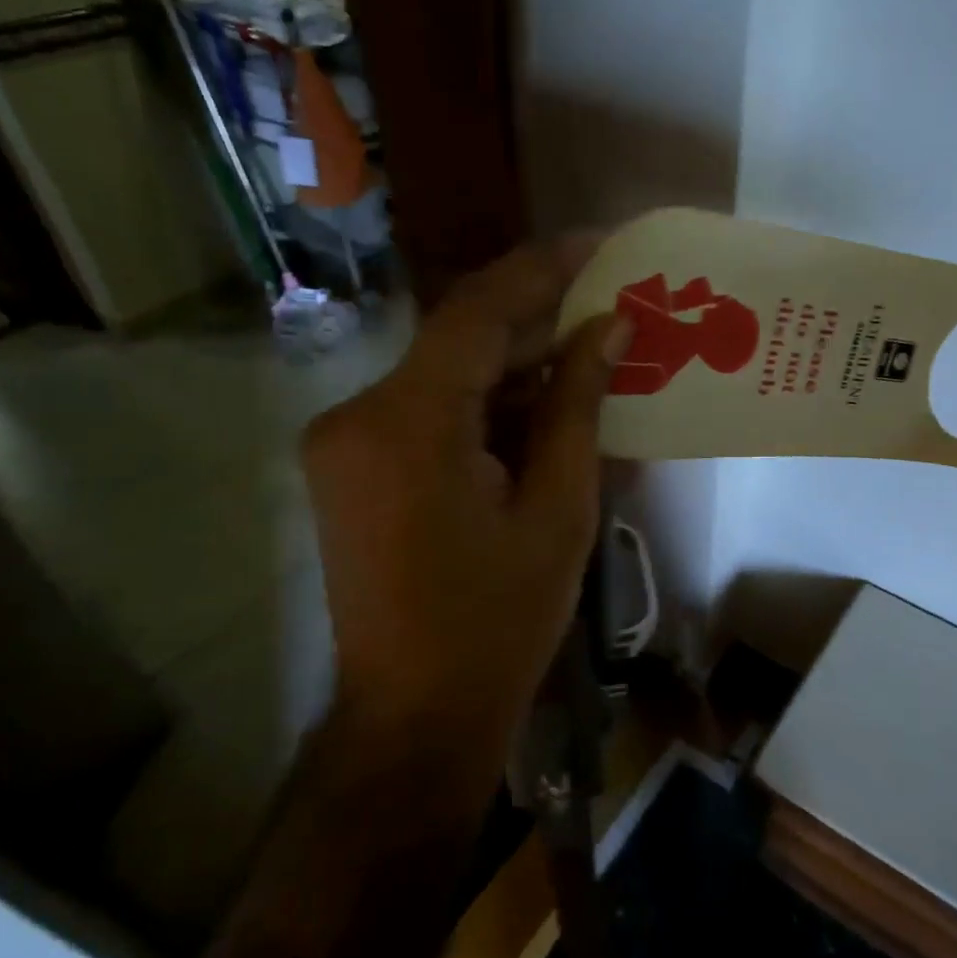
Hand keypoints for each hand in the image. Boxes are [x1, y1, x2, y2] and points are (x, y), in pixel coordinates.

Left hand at [303, 243, 629, 737]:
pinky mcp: (351, 468)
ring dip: (515, 369)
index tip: (600, 243)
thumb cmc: (499, 621)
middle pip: (458, 341)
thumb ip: (576, 406)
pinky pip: (428, 413)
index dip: (543, 269)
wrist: (415, 715)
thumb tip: (608, 327)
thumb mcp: (558, 510)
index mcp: (408, 424)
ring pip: (445, 377)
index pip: (478, 312)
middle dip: (538, 323)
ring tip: (591, 359)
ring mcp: (345, 442)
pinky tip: (543, 411)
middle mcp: (358, 414)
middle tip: (611, 306)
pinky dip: (485, 408)